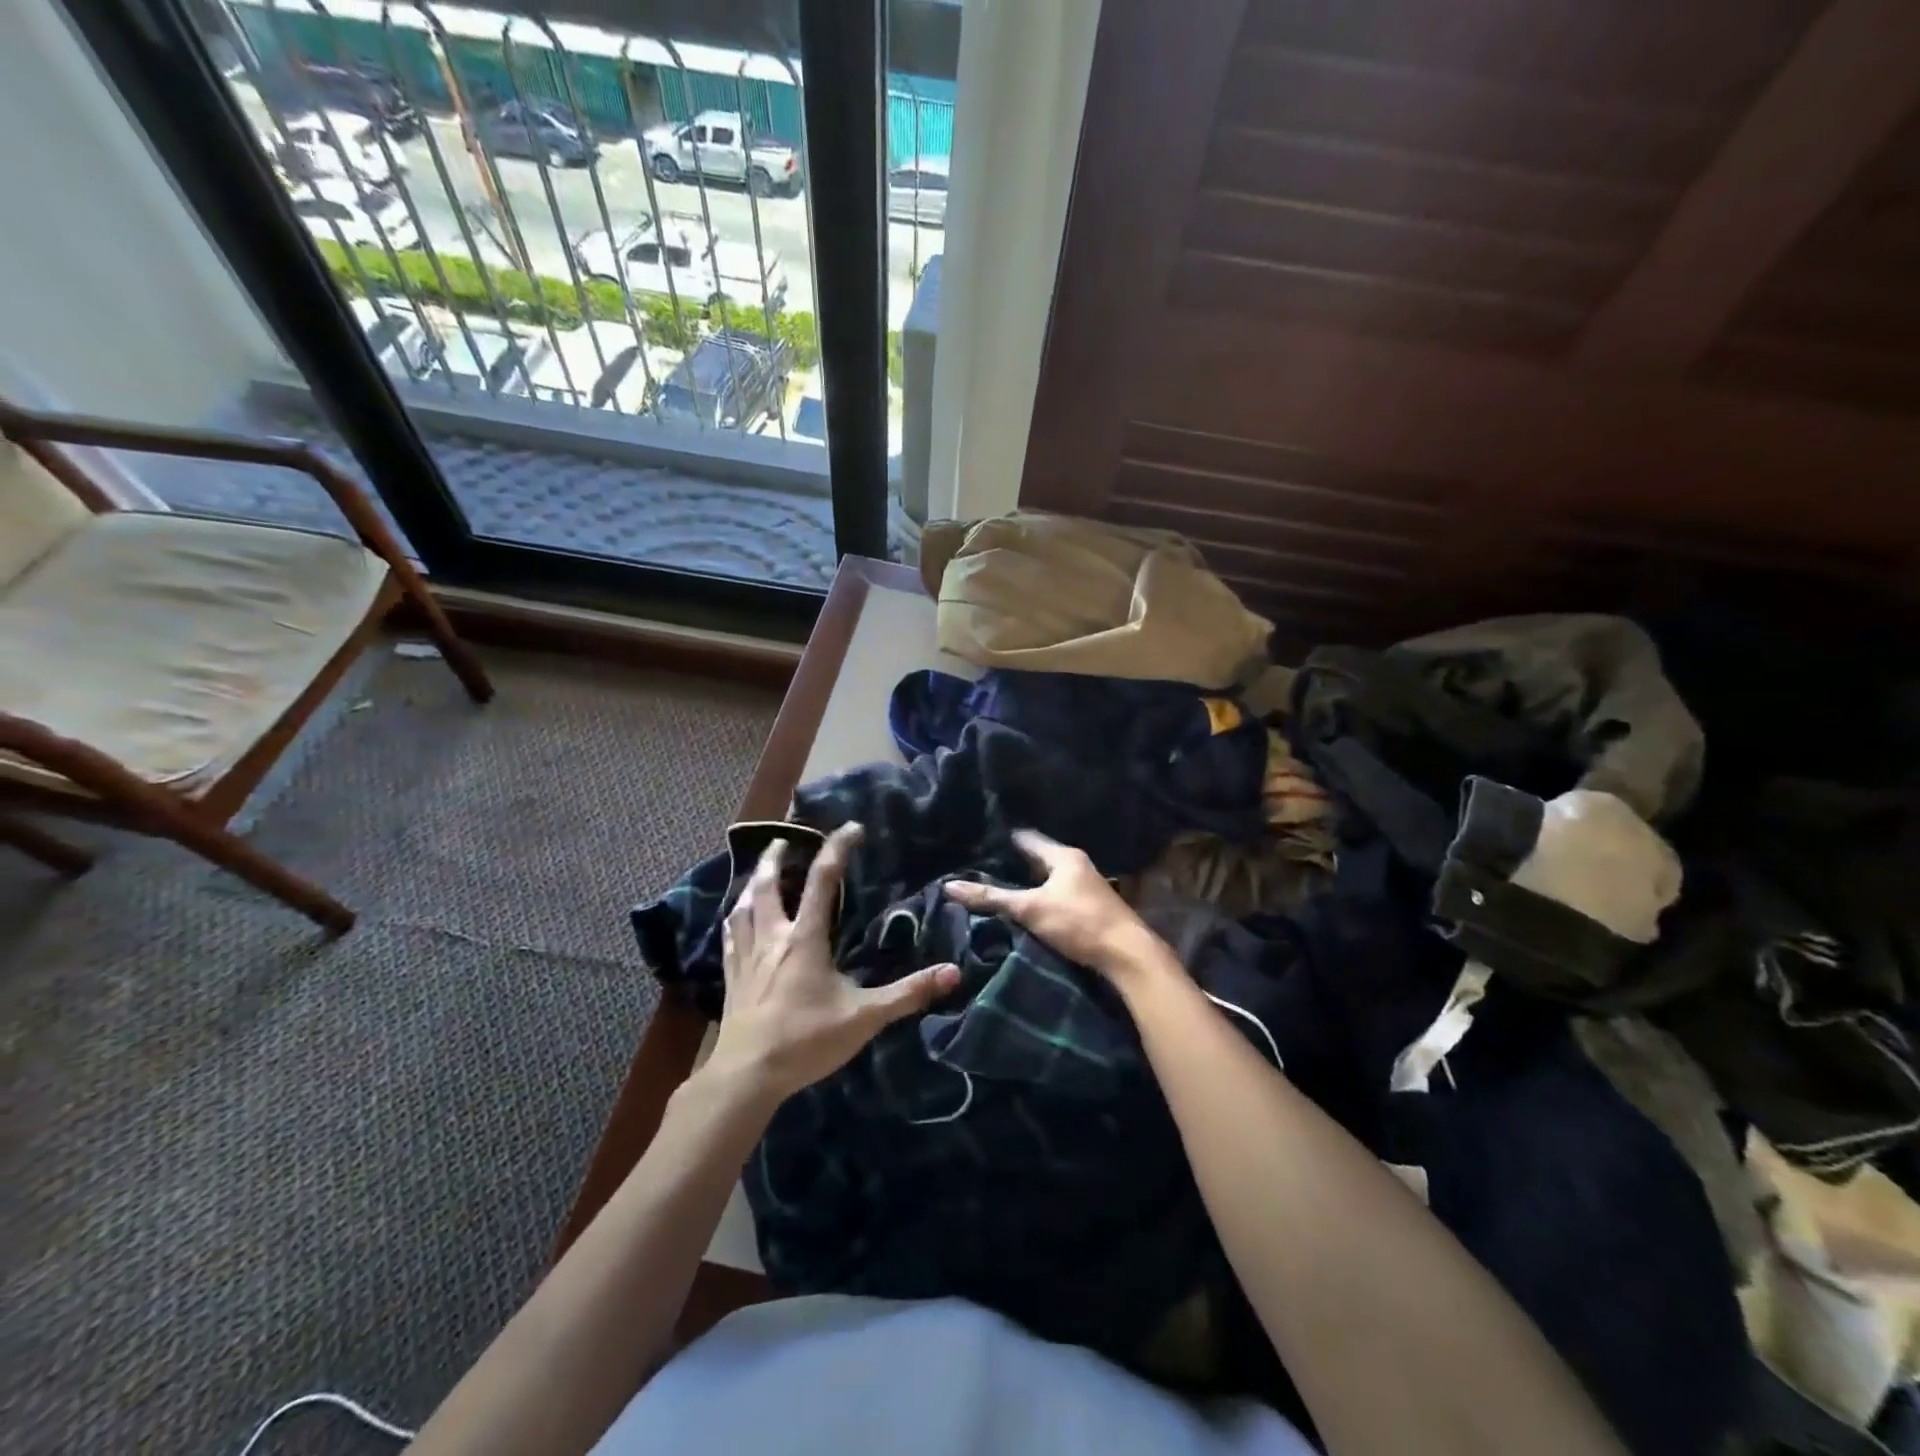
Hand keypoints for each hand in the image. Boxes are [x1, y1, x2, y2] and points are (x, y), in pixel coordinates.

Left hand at [708, 823, 960, 1105]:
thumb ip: (908, 994)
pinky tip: (736, 919)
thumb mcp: (865, 1017)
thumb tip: (953, 973)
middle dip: (775, 856)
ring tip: (759, 871)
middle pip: (767, 884)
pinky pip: (730, 935)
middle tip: (784, 838)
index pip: (822, 880)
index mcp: (805, 938)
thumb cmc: (806, 1041)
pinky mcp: (731, 977)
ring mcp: (746, 956)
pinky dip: (735, 917)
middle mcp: (772, 937)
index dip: (837, 849)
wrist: (747, 1076)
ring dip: (752, 882)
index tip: (852, 828)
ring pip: (743, 906)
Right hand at [944, 830, 1163, 983]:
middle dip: (1013, 864)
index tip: (978, 844)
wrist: (1128, 955)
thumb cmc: (1078, 922)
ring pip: (1050, 879)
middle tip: (982, 869)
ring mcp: (1087, 887)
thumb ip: (992, 898)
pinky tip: (1028, 910)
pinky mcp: (1091, 908)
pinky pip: (1059, 895)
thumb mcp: (1030, 909)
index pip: (1027, 839)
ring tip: (999, 889)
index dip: (1003, 840)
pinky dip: (1042, 899)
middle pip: (1039, 859)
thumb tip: (949, 887)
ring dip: (1029, 884)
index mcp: (1064, 856)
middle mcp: (1078, 865)